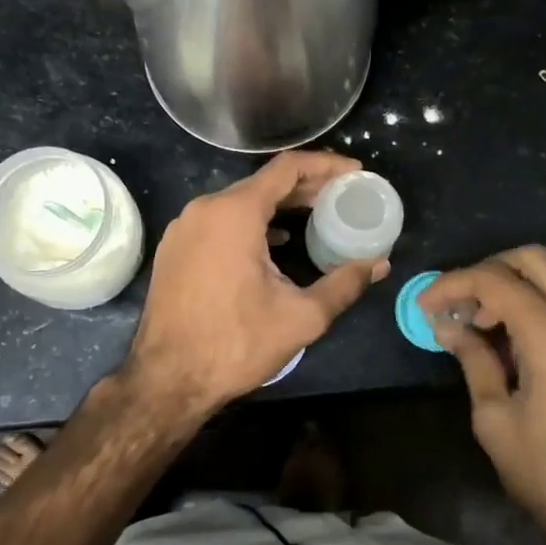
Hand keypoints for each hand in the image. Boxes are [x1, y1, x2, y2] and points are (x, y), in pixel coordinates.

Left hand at [118, 151, 388, 423]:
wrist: (167, 379)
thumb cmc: (235, 344)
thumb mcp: (301, 317)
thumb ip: (344, 284)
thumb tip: (378, 265)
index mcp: (234, 213)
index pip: (287, 168)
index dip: (326, 165)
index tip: (355, 172)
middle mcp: (204, 209)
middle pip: (263, 182)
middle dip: (306, 187)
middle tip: (342, 195)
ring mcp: (184, 227)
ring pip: (239, 201)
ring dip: (278, 205)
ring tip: (315, 215)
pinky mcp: (174, 248)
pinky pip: (219, 220)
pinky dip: (251, 222)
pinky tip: (273, 242)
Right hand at [420, 246, 545, 544]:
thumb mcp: (497, 421)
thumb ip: (474, 361)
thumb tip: (449, 327)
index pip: (495, 281)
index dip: (453, 285)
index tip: (425, 306)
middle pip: (535, 260)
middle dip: (490, 270)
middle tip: (462, 304)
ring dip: (519, 287)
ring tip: (486, 326)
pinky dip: (545, 306)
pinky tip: (522, 343)